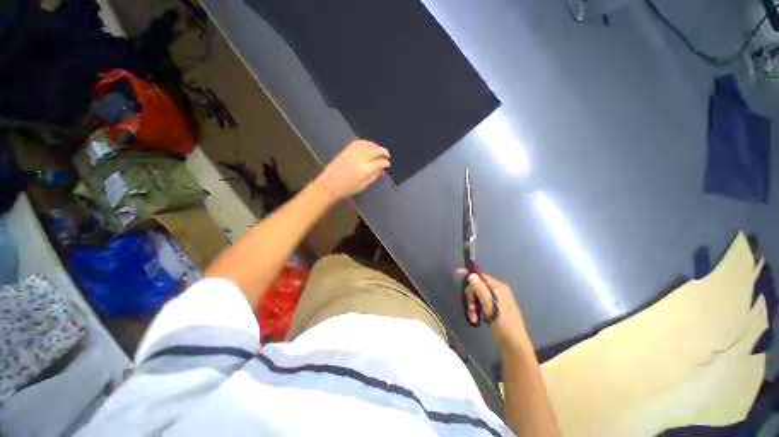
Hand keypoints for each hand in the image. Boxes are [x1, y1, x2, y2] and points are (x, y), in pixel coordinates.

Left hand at [314, 140, 390, 199]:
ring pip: (367, 144)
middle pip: (375, 150)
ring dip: (375, 145)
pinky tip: (368, 146)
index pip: (380, 162)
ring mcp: (352, 153)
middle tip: (387, 155)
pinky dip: (365, 143)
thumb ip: (374, 176)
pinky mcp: (346, 150)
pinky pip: (358, 142)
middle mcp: (360, 158)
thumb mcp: (363, 185)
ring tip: (378, 149)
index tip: (388, 164)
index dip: (386, 162)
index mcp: (365, 170)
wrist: (329, 185)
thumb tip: (381, 168)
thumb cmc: (347, 189)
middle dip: (383, 151)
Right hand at [456, 269, 528, 350]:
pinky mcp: (493, 308)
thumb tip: (471, 275)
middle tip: (470, 307)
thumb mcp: (489, 305)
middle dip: (471, 296)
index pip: (480, 276)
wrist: (514, 344)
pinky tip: (475, 319)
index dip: (469, 276)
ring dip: (472, 305)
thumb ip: (480, 289)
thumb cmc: (503, 323)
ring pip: (477, 296)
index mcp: (498, 287)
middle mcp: (497, 291)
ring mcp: (496, 300)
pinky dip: (476, 310)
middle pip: (477, 286)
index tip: (457, 274)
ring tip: (473, 316)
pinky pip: (480, 304)